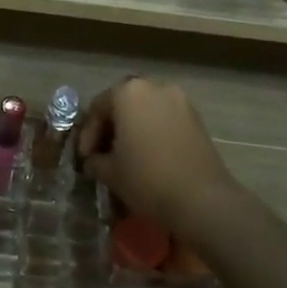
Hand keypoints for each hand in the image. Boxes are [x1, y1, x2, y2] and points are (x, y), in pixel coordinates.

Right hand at [77, 78, 243, 234]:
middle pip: (123, 104)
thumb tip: (93, 161)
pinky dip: (153, 133)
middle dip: (111, 128)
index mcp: (128, 92)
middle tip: (102, 154)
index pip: (97, 108)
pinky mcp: (197, 120)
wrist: (201, 200)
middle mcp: (155, 88)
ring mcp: (181, 102)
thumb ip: (95, 160)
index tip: (85, 158)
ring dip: (133, 130)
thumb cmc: (146, 178)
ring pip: (146, 111)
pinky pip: (165, 121)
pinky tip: (148, 157)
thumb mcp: (109, 171)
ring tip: (125, 157)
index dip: (87, 135)